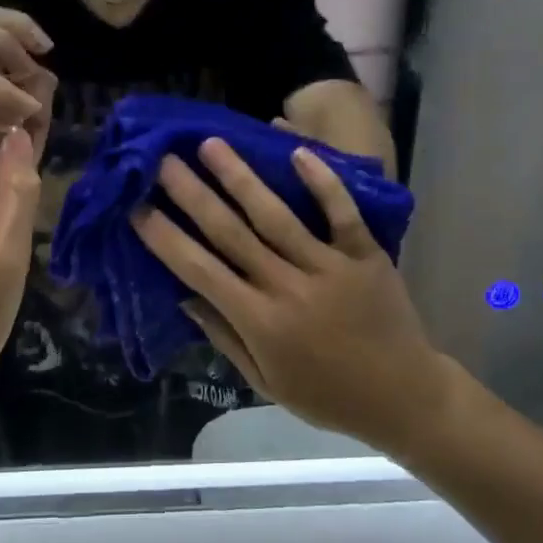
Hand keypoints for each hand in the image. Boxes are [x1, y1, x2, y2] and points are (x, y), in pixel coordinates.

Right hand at [131, 138, 449, 457]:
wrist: (405, 398)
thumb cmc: (327, 396)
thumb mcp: (266, 382)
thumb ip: (225, 337)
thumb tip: (185, 296)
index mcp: (260, 322)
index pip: (200, 271)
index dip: (165, 238)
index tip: (137, 208)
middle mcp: (288, 287)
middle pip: (231, 233)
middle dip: (192, 194)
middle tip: (163, 160)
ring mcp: (330, 267)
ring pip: (276, 216)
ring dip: (240, 178)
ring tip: (211, 144)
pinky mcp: (366, 255)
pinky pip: (341, 214)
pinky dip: (321, 183)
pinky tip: (296, 152)